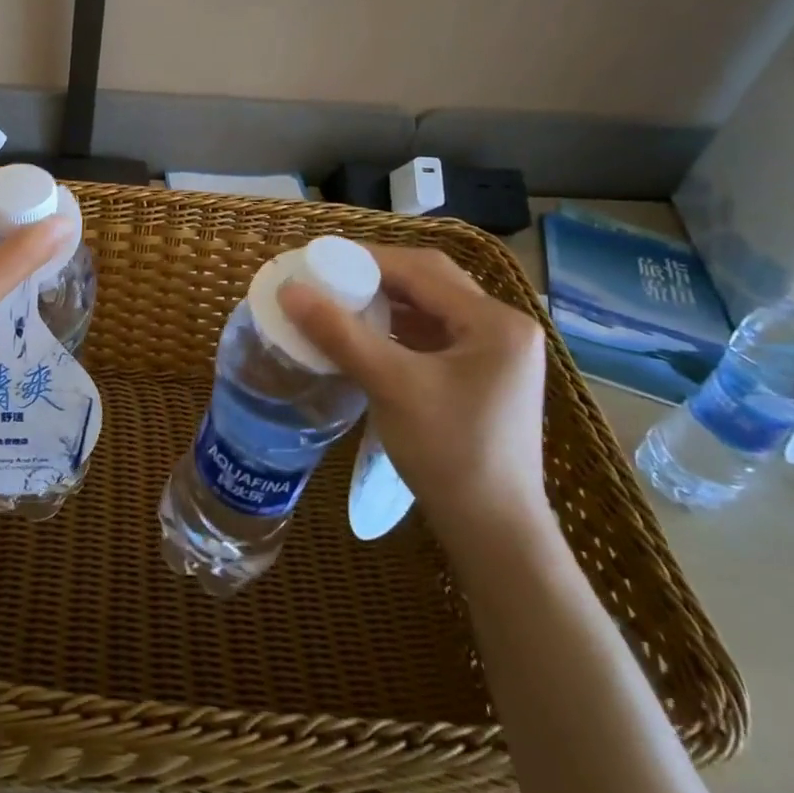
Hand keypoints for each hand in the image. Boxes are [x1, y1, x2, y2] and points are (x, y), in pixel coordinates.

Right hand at [280, 245, 549, 554]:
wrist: (494, 534)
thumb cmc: (449, 453)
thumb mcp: (391, 386)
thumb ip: (339, 333)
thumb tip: (289, 290)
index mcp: (496, 322)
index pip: (423, 270)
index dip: (367, 259)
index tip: (319, 258)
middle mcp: (504, 329)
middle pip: (431, 284)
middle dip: (378, 276)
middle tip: (328, 276)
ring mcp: (497, 355)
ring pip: (432, 309)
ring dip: (387, 303)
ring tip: (340, 301)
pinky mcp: (483, 378)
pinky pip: (435, 336)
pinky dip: (399, 330)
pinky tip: (366, 336)